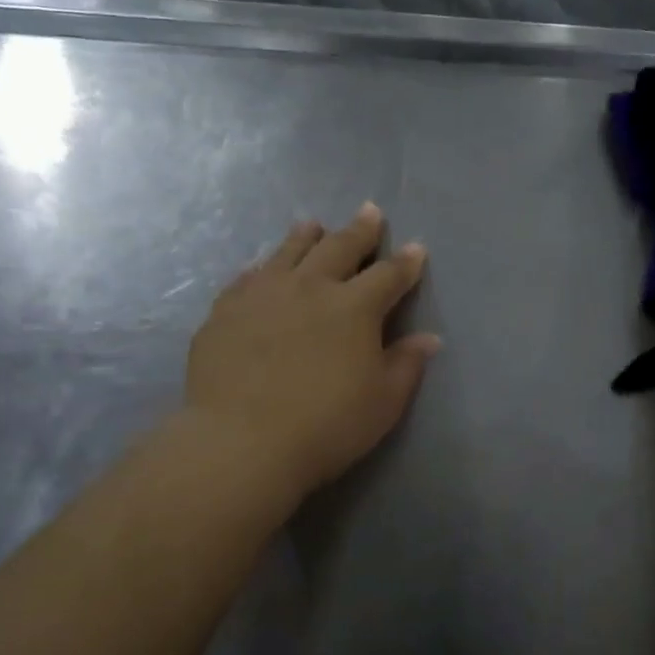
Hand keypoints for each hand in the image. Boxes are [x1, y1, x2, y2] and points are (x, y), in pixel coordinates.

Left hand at [176, 203, 439, 515]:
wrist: (242, 442)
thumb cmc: (327, 425)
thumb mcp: (384, 402)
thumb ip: (407, 364)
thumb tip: (429, 338)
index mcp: (355, 307)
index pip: (389, 275)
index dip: (406, 262)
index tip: (416, 249)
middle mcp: (311, 287)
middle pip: (340, 247)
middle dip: (360, 230)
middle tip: (369, 212)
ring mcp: (263, 295)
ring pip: (289, 252)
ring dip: (306, 236)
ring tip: (313, 225)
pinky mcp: (225, 311)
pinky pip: (247, 278)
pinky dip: (262, 268)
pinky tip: (262, 269)